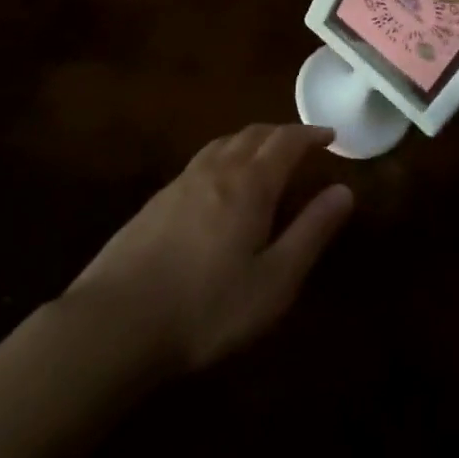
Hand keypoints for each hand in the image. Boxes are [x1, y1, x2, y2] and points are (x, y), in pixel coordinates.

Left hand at [64, 124, 352, 376]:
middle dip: (283, 133)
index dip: (311, 134)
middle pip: (255, 134)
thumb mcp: (274, 281)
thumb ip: (311, 232)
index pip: (287, 141)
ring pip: (224, 143)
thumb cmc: (206, 307)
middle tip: (301, 145)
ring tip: (263, 156)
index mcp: (251, 183)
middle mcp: (218, 169)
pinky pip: (201, 161)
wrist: (115, 323)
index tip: (330, 136)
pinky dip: (224, 157)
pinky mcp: (156, 201)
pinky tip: (218, 185)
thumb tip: (343, 191)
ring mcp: (182, 182)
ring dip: (251, 140)